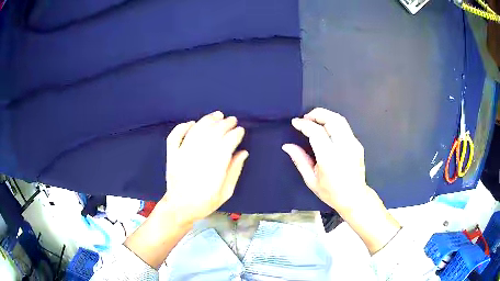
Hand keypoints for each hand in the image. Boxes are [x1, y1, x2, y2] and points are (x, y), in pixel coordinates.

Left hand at [162, 111, 248, 225]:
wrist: (179, 208)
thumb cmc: (205, 202)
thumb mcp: (226, 192)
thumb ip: (234, 171)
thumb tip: (243, 152)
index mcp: (214, 168)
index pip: (227, 143)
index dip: (235, 134)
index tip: (240, 130)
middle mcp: (198, 158)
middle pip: (213, 133)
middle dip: (225, 123)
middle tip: (232, 120)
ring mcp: (182, 155)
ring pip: (196, 130)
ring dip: (208, 120)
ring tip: (217, 115)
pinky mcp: (172, 155)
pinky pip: (175, 136)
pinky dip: (182, 127)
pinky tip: (191, 123)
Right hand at [282, 108, 367, 214]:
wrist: (354, 198)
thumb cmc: (331, 192)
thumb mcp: (311, 180)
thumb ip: (300, 160)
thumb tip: (287, 146)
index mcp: (330, 158)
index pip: (316, 132)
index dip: (304, 124)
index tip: (295, 122)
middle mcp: (344, 147)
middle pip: (332, 119)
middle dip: (317, 113)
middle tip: (305, 117)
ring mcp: (353, 144)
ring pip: (340, 120)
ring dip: (326, 115)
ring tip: (314, 120)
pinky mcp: (358, 144)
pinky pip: (345, 127)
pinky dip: (333, 123)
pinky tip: (326, 130)